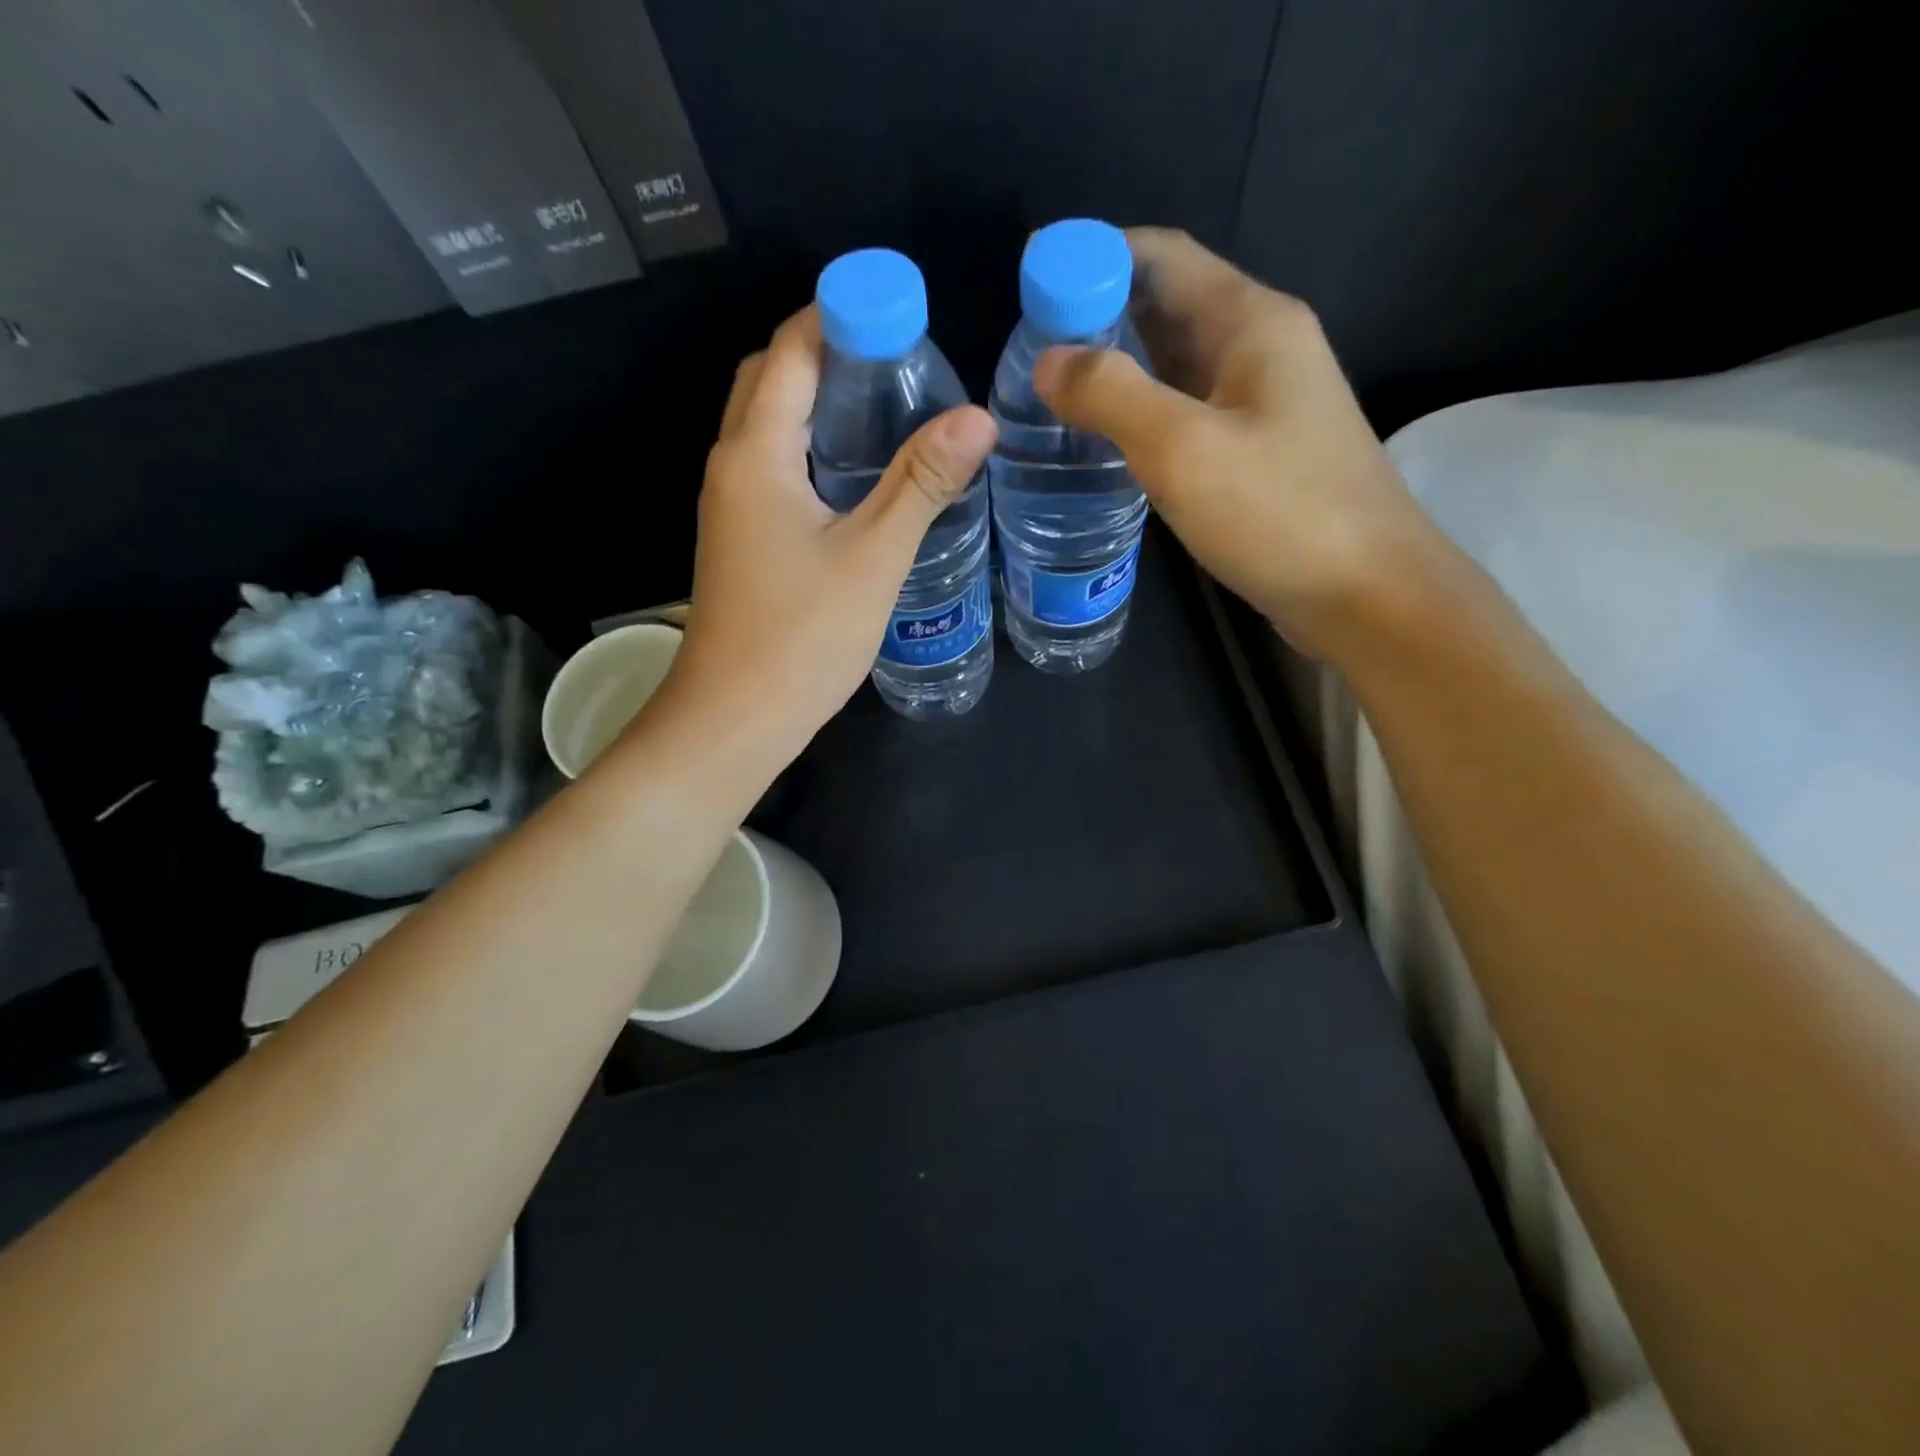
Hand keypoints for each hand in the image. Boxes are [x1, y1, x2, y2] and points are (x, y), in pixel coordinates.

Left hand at [662, 305, 997, 758]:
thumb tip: (978, 416)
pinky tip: (859, 475)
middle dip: (826, 353)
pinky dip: (811, 450)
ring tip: (889, 405)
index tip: (900, 310)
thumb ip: (922, 483)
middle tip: (898, 359)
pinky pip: (773, 469)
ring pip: (768, 428)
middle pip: (770, 381)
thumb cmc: (801, 638)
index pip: (791, 352)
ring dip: (817, 402)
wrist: (735, 719)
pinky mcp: (741, 541)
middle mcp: (731, 467)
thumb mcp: (873, 557)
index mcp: (756, 455)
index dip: (839, 316)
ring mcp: (731, 508)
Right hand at [1033, 228, 1434, 659]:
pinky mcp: (1259, 451)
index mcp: (1251, 321)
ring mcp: (1263, 402)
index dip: (1092, 260)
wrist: (1368, 595)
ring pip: (1175, 365)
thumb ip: (1111, 395)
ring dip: (1118, 372)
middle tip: (1030, 358)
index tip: (1032, 292)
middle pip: (1167, 306)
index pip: (1161, 255)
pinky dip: (1143, 415)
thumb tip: (1049, 361)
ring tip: (1055, 399)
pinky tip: (1107, 445)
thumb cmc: (1279, 514)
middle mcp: (1261, 347)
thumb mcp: (1182, 450)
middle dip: (1097, 320)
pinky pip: (1188, 413)